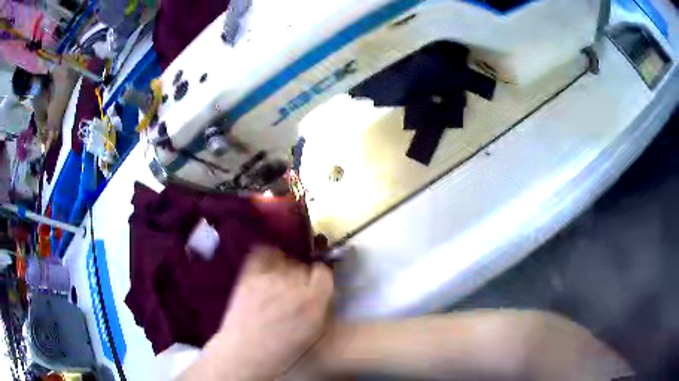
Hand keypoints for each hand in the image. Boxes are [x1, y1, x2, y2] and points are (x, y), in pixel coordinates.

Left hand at [204, 247, 333, 380]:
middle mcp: (294, 285)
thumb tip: (319, 289)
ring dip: (283, 267)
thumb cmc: (282, 352)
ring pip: (283, 259)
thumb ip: (319, 306)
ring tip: (276, 282)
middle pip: (302, 266)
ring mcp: (269, 278)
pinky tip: (266, 266)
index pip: (323, 272)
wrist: (245, 354)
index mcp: (313, 301)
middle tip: (292, 290)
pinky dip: (266, 256)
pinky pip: (262, 254)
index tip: (313, 285)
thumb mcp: (312, 332)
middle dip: (301, 275)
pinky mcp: (249, 276)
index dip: (319, 278)